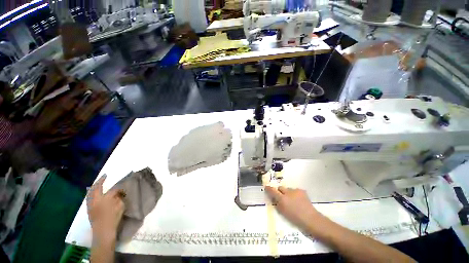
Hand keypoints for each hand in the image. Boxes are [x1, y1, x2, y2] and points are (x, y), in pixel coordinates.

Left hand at [87, 175, 124, 240]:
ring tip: (98, 182)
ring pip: (90, 192)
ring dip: (94, 186)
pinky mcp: (88, 209)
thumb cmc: (113, 219)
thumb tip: (118, 193)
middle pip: (96, 188)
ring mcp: (90, 205)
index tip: (122, 187)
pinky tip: (92, 192)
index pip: (112, 190)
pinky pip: (88, 197)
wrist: (103, 232)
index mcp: (105, 199)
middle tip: (104, 176)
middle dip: (100, 181)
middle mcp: (95, 200)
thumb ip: (119, 199)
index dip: (118, 188)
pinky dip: (90, 192)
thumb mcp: (120, 208)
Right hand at [265, 186, 320, 231]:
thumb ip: (277, 204)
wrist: (311, 219)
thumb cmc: (295, 218)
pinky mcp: (301, 191)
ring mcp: (295, 191)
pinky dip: (295, 194)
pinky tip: (298, 200)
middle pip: (280, 188)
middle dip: (279, 191)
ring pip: (288, 189)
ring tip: (292, 200)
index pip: (273, 191)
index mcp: (282, 199)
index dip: (268, 188)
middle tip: (282, 197)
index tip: (266, 187)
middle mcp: (288, 192)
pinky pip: (295, 190)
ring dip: (288, 193)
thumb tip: (274, 198)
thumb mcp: (283, 212)